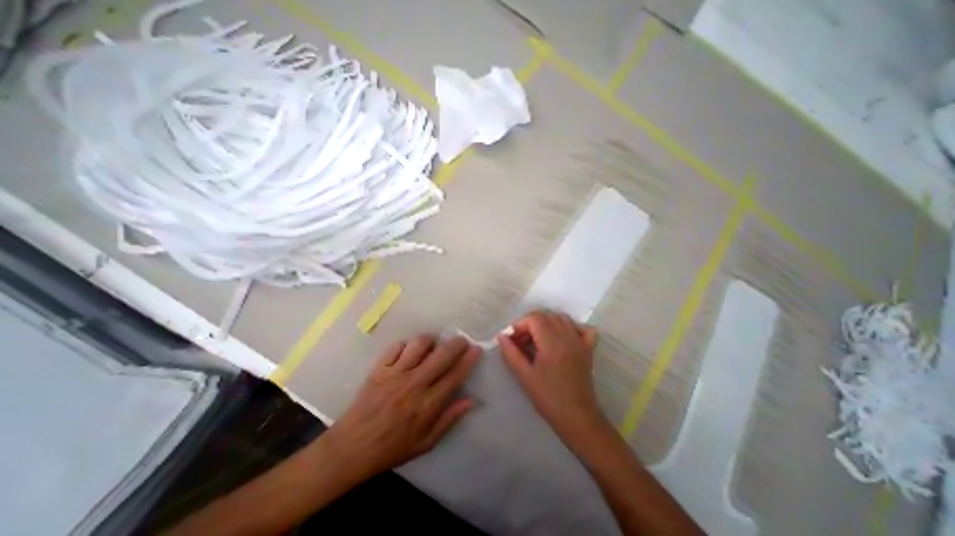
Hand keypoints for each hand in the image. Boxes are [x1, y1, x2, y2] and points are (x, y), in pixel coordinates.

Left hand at [322, 334, 477, 481]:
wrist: (351, 448)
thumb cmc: (391, 448)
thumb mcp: (425, 443)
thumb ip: (449, 420)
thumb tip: (471, 401)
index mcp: (427, 405)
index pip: (454, 376)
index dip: (468, 360)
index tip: (476, 349)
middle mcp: (414, 385)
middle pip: (441, 355)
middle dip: (456, 344)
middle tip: (462, 340)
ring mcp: (395, 374)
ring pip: (419, 344)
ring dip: (430, 341)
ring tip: (433, 345)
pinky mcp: (379, 369)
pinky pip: (397, 346)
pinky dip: (406, 345)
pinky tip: (409, 351)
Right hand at [500, 311, 601, 443]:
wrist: (577, 418)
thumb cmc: (548, 398)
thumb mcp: (524, 376)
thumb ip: (511, 353)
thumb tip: (502, 336)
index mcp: (551, 343)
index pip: (534, 318)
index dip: (519, 325)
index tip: (513, 340)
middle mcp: (567, 337)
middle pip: (547, 315)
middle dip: (530, 323)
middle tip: (522, 342)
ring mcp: (580, 342)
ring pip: (562, 318)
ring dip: (547, 323)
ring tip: (538, 340)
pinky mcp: (588, 349)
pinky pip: (582, 328)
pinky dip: (571, 327)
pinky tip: (562, 338)